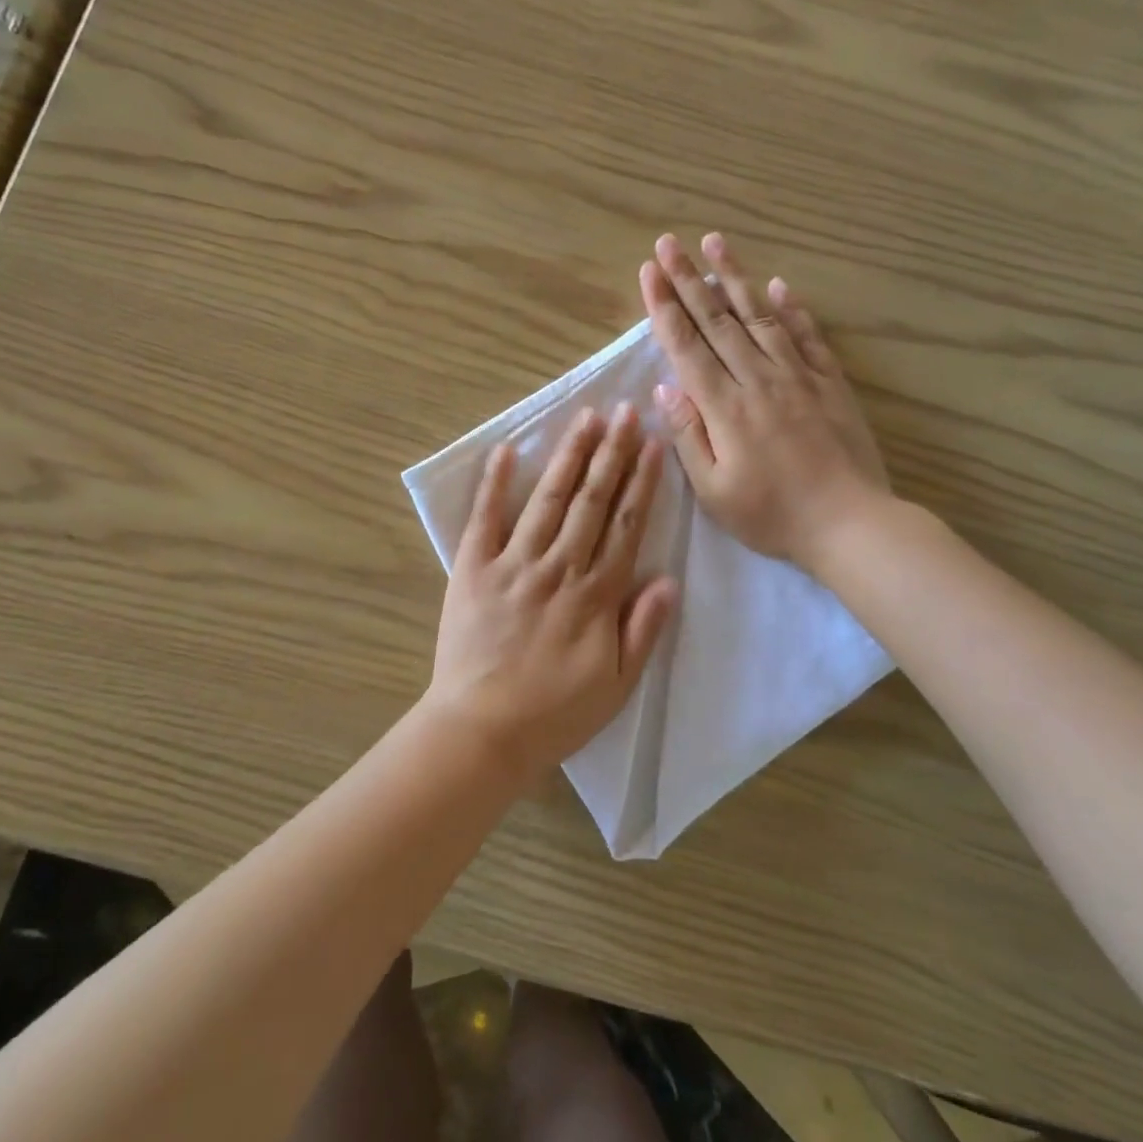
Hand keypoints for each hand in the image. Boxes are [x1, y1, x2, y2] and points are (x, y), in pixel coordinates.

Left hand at [427, 404, 677, 781]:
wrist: (483, 731)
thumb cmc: (556, 712)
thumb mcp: (618, 684)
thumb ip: (644, 629)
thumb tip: (669, 578)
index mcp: (596, 594)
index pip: (625, 525)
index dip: (642, 482)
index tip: (652, 444)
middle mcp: (559, 567)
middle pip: (591, 500)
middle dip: (611, 452)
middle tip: (625, 410)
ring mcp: (513, 564)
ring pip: (548, 499)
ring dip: (568, 456)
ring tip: (585, 418)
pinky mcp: (473, 569)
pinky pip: (485, 519)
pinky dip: (495, 483)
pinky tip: (506, 450)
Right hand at [640, 232, 889, 570]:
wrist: (851, 524)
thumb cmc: (772, 515)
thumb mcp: (714, 490)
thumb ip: (688, 435)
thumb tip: (664, 388)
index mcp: (724, 407)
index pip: (685, 345)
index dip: (663, 306)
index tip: (648, 271)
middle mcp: (758, 379)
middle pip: (717, 320)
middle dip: (688, 279)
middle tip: (669, 241)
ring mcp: (798, 376)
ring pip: (760, 316)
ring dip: (734, 277)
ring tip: (716, 242)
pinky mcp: (830, 383)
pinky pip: (807, 336)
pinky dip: (791, 308)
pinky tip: (778, 285)